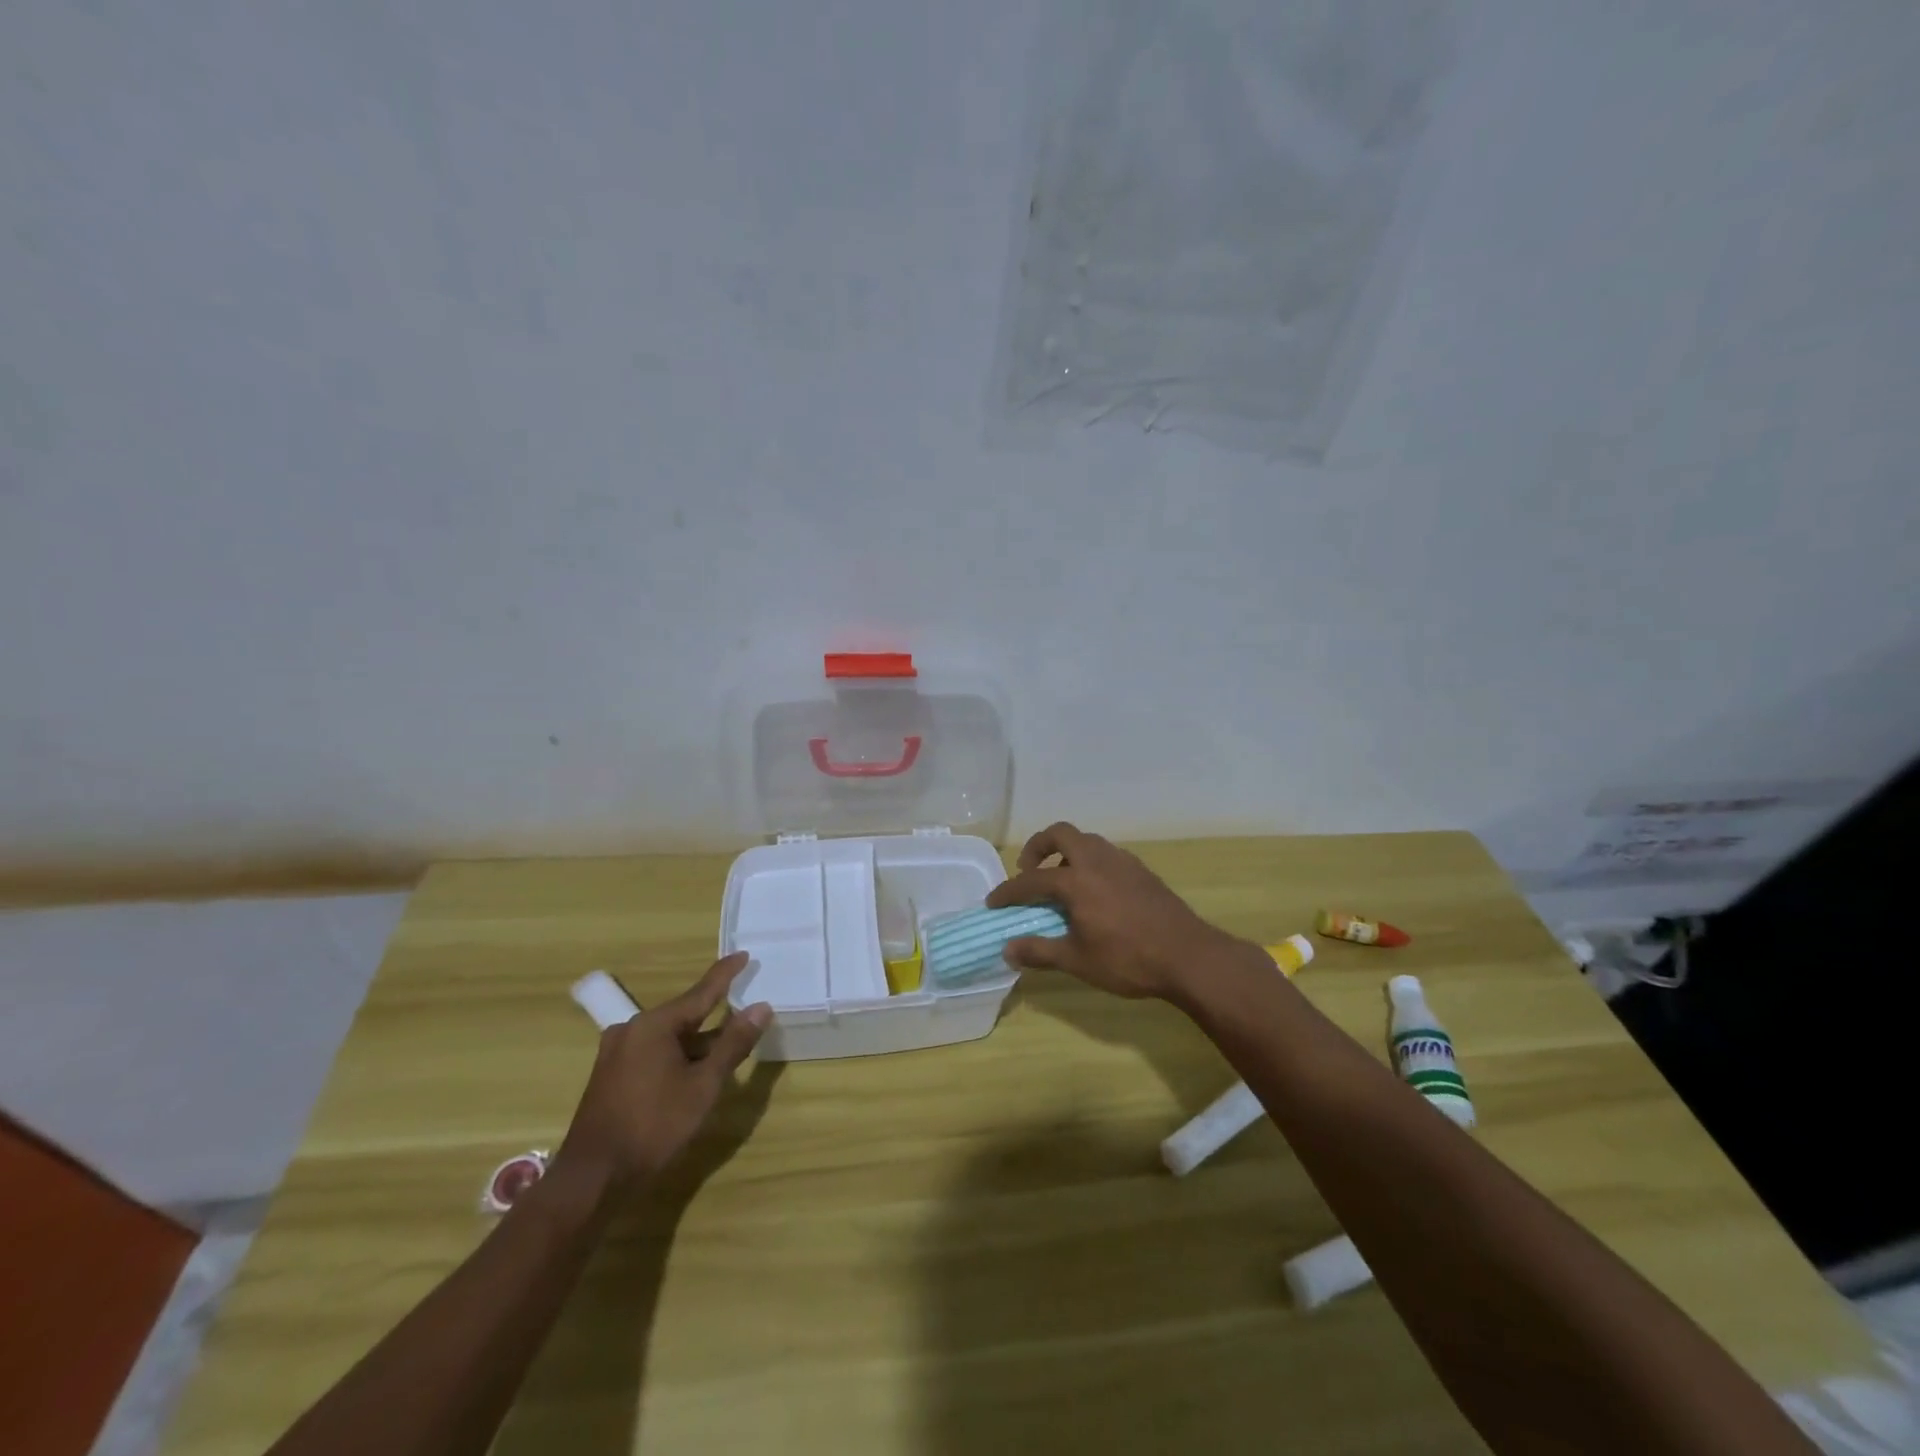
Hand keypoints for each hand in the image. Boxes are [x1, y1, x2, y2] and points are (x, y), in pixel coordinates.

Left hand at [555, 953, 772, 1193]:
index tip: (743, 954)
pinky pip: (653, 1051)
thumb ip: (733, 1044)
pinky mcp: (610, 1074)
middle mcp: (632, 1029)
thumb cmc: (653, 1126)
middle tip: (743, 1012)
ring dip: (696, 1042)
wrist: (592, 1178)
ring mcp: (617, 1052)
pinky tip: (692, 1071)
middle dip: (714, 1015)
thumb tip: (761, 1007)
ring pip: (668, 1037)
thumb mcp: (703, 1086)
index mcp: (654, 1024)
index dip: (725, 974)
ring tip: (724, 1047)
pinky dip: (677, 1055)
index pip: (701, 992)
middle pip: (684, 1015)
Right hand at [986, 822, 1251, 1001]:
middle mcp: (1097, 861)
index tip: (993, 902)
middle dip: (1038, 847)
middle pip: (1060, 834)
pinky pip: (1107, 854)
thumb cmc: (1128, 959)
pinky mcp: (1141, 870)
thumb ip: (1039, 952)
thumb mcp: (1078, 961)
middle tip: (1029, 870)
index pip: (1031, 880)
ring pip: (1087, 841)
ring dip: (1067, 853)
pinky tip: (1095, 891)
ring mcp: (1122, 862)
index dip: (1009, 891)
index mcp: (1076, 881)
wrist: (1188, 956)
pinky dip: (1090, 862)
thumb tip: (1007, 950)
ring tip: (1061, 881)